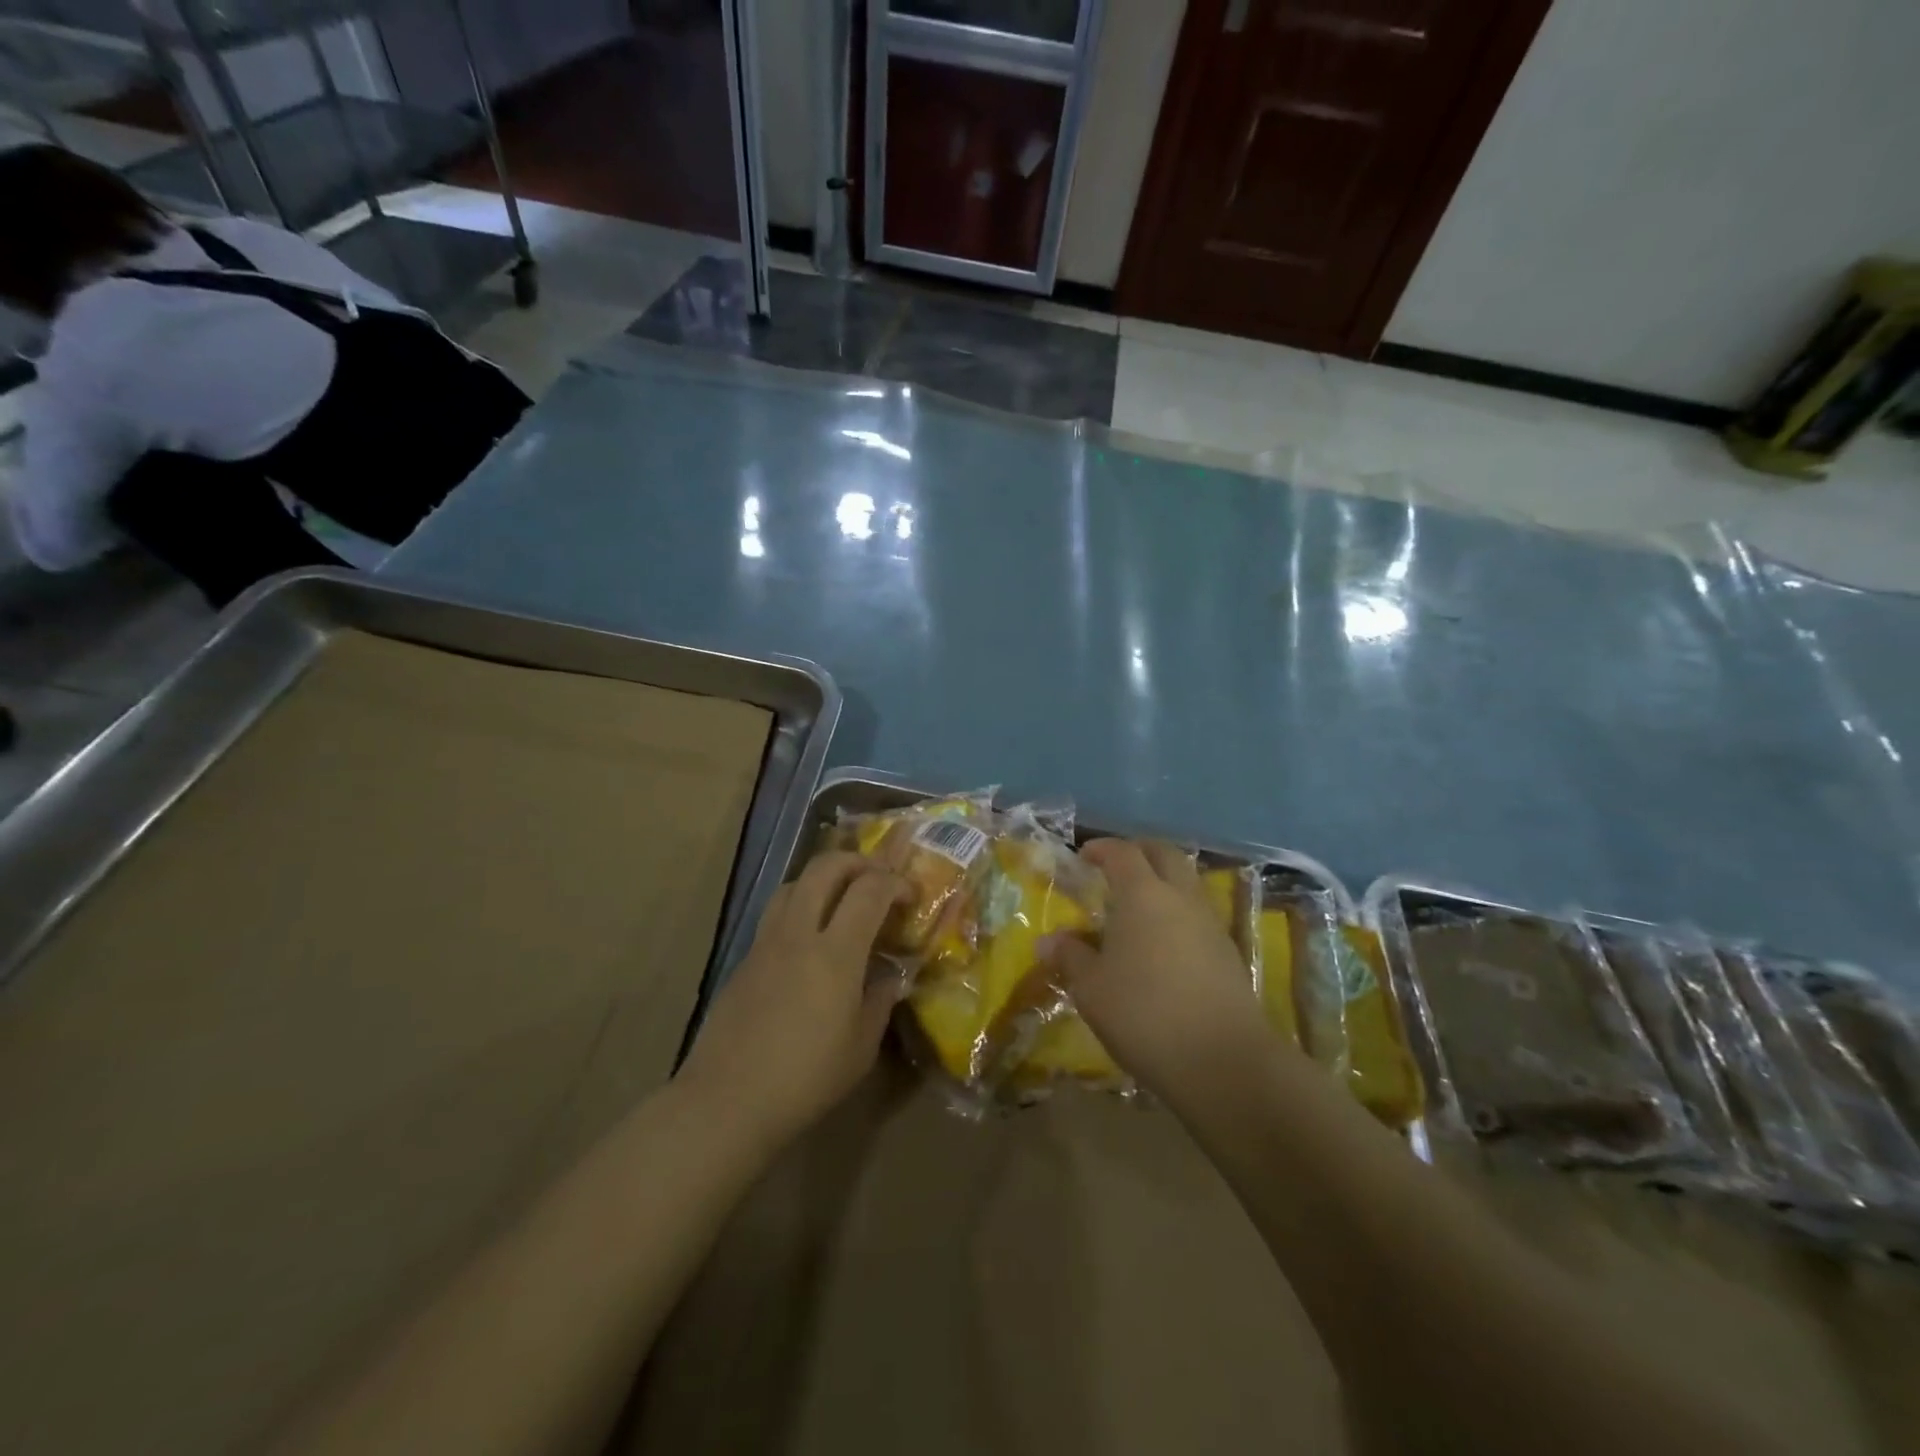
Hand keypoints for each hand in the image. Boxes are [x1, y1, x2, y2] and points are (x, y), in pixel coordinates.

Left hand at [677, 852, 907, 1147]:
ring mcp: (766, 942)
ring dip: (824, 878)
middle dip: (858, 862)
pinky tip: (809, 941)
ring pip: (795, 883)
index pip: (870, 890)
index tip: (910, 896)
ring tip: (843, 900)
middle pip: (826, 867)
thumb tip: (889, 978)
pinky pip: (776, 913)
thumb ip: (879, 1002)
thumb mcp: (860, 1048)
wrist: (727, 1100)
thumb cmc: (805, 1079)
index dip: (895, 882)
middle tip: (878, 879)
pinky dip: (801, 907)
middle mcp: (799, 933)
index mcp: (836, 953)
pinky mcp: (745, 959)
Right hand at [1055, 839, 1277, 1104]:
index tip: (1084, 856)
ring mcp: (1211, 924)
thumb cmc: (1144, 1014)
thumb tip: (1049, 940)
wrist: (1223, 1061)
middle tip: (1115, 867)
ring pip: (1187, 882)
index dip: (1101, 849)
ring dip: (1163, 882)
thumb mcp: (1091, 989)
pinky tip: (1162, 943)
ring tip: (1137, 907)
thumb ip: (1070, 957)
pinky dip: (1178, 913)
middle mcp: (1181, 897)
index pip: (1122, 853)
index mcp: (1143, 895)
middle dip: (1139, 852)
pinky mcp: (1228, 953)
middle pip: (1164, 854)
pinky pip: (1199, 914)